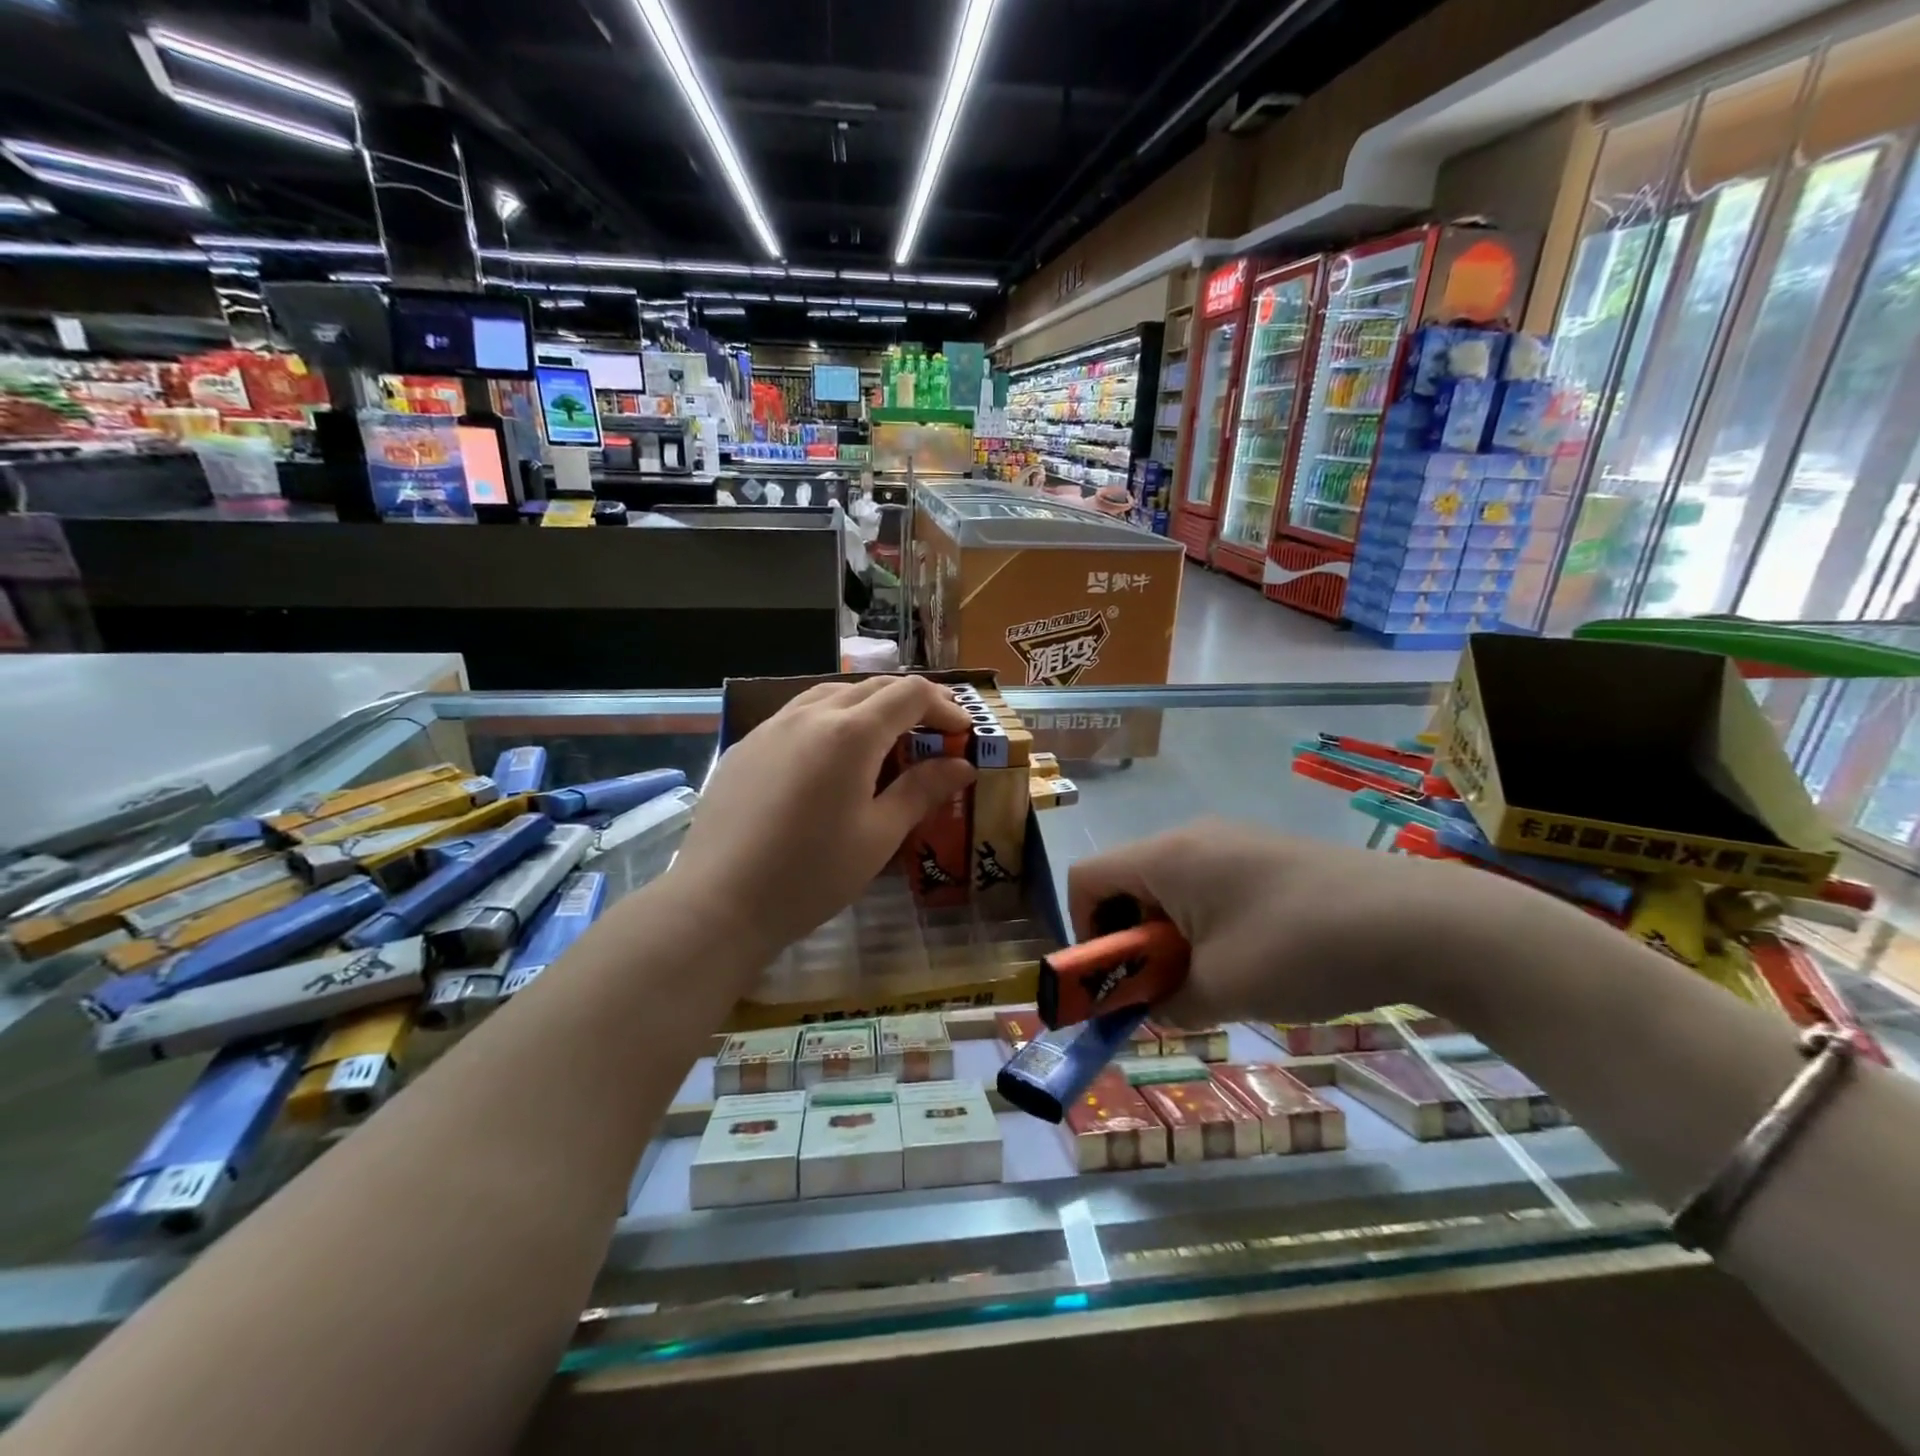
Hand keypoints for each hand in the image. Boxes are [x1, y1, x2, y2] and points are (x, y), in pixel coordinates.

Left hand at [672, 676, 976, 958]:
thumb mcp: (879, 836)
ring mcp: (771, 727)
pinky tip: (828, 759)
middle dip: (910, 703)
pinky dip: (829, 722)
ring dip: (867, 707)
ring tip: (883, 740)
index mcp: (851, 733)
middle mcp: (811, 714)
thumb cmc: (811, 874)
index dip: (943, 706)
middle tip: (933, 734)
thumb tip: (961, 765)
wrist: (719, 902)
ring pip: (831, 695)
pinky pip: (797, 716)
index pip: (909, 694)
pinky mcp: (746, 746)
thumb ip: (921, 791)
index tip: (962, 732)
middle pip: (872, 688)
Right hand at [1067, 819, 1526, 1026]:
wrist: (1419, 921)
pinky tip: (1253, 961)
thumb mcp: (1221, 990)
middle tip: (1165, 990)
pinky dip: (1205, 926)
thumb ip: (1165, 1003)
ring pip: (1170, 889)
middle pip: (1127, 883)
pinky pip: (1208, 886)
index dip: (1084, 932)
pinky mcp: (1266, 855)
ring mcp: (1232, 841)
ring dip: (1171, 938)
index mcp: (1166, 857)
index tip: (1117, 981)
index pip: (1085, 879)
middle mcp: (1190, 838)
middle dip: (1132, 942)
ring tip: (1215, 982)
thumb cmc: (1301, 950)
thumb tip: (1148, 1009)